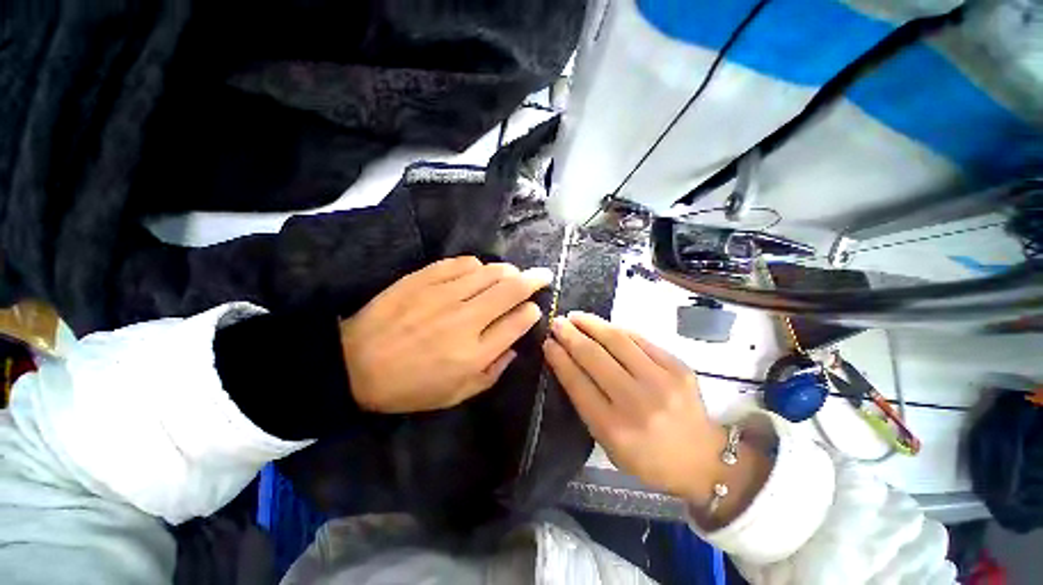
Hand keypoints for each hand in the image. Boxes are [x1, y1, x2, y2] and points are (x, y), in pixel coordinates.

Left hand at [340, 256, 551, 412]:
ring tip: (513, 273)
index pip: (518, 322)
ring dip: (509, 271)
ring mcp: (444, 295)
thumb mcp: (455, 395)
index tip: (534, 309)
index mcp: (474, 354)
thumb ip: (493, 372)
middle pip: (511, 290)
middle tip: (543, 275)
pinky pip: (462, 263)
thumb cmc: (408, 387)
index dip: (532, 312)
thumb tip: (514, 346)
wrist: (353, 364)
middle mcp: (465, 319)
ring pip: (491, 272)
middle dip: (534, 280)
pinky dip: (478, 265)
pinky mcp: (424, 278)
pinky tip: (479, 271)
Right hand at [542, 312, 725, 502]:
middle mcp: (636, 402)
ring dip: (591, 324)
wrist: (703, 459)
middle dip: (570, 335)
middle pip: (594, 357)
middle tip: (557, 322)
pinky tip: (604, 325)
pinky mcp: (677, 366)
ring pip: (616, 340)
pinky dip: (617, 329)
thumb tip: (568, 363)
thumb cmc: (648, 457)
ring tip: (575, 317)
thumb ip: (587, 404)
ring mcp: (660, 381)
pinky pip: (639, 339)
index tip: (548, 342)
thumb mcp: (608, 444)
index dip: (559, 358)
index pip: (577, 382)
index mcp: (614, 428)